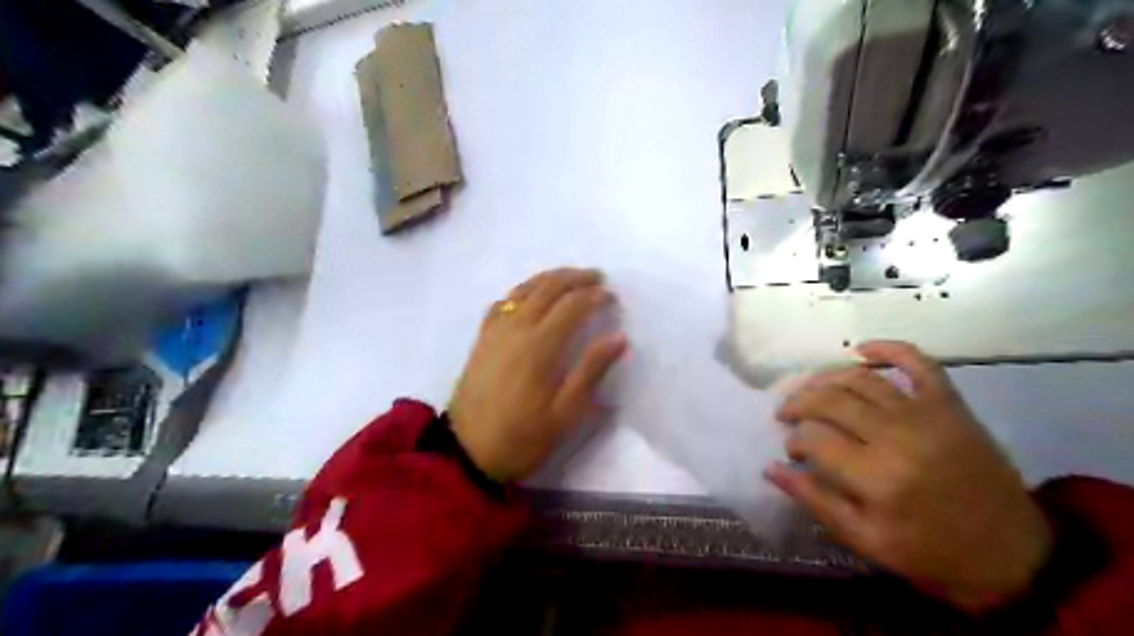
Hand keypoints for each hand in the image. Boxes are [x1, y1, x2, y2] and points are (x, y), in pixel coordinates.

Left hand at [451, 265, 628, 480]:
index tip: (612, 298)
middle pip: (547, 288)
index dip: (595, 297)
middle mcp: (516, 328)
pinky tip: (530, 296)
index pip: (572, 306)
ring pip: (524, 290)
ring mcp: (495, 331)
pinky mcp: (482, 339)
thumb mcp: (565, 412)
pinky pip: (503, 303)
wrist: (468, 452)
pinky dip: (522, 291)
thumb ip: (591, 371)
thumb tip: (619, 338)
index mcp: (540, 345)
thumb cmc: (522, 436)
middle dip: (575, 278)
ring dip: (549, 278)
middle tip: (597, 278)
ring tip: (570, 278)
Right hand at [765, 340, 1048, 613]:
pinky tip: (861, 349)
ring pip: (860, 378)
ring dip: (825, 378)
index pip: (813, 438)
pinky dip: (888, 348)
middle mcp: (898, 435)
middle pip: (830, 400)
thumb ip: (815, 500)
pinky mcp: (951, 405)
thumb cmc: (932, 553)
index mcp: (877, 477)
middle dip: (798, 403)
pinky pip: (919, 362)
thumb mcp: (866, 541)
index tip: (791, 452)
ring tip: (810, 391)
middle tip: (786, 414)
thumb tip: (770, 468)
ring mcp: (927, 414)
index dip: (793, 440)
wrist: (1014, 554)